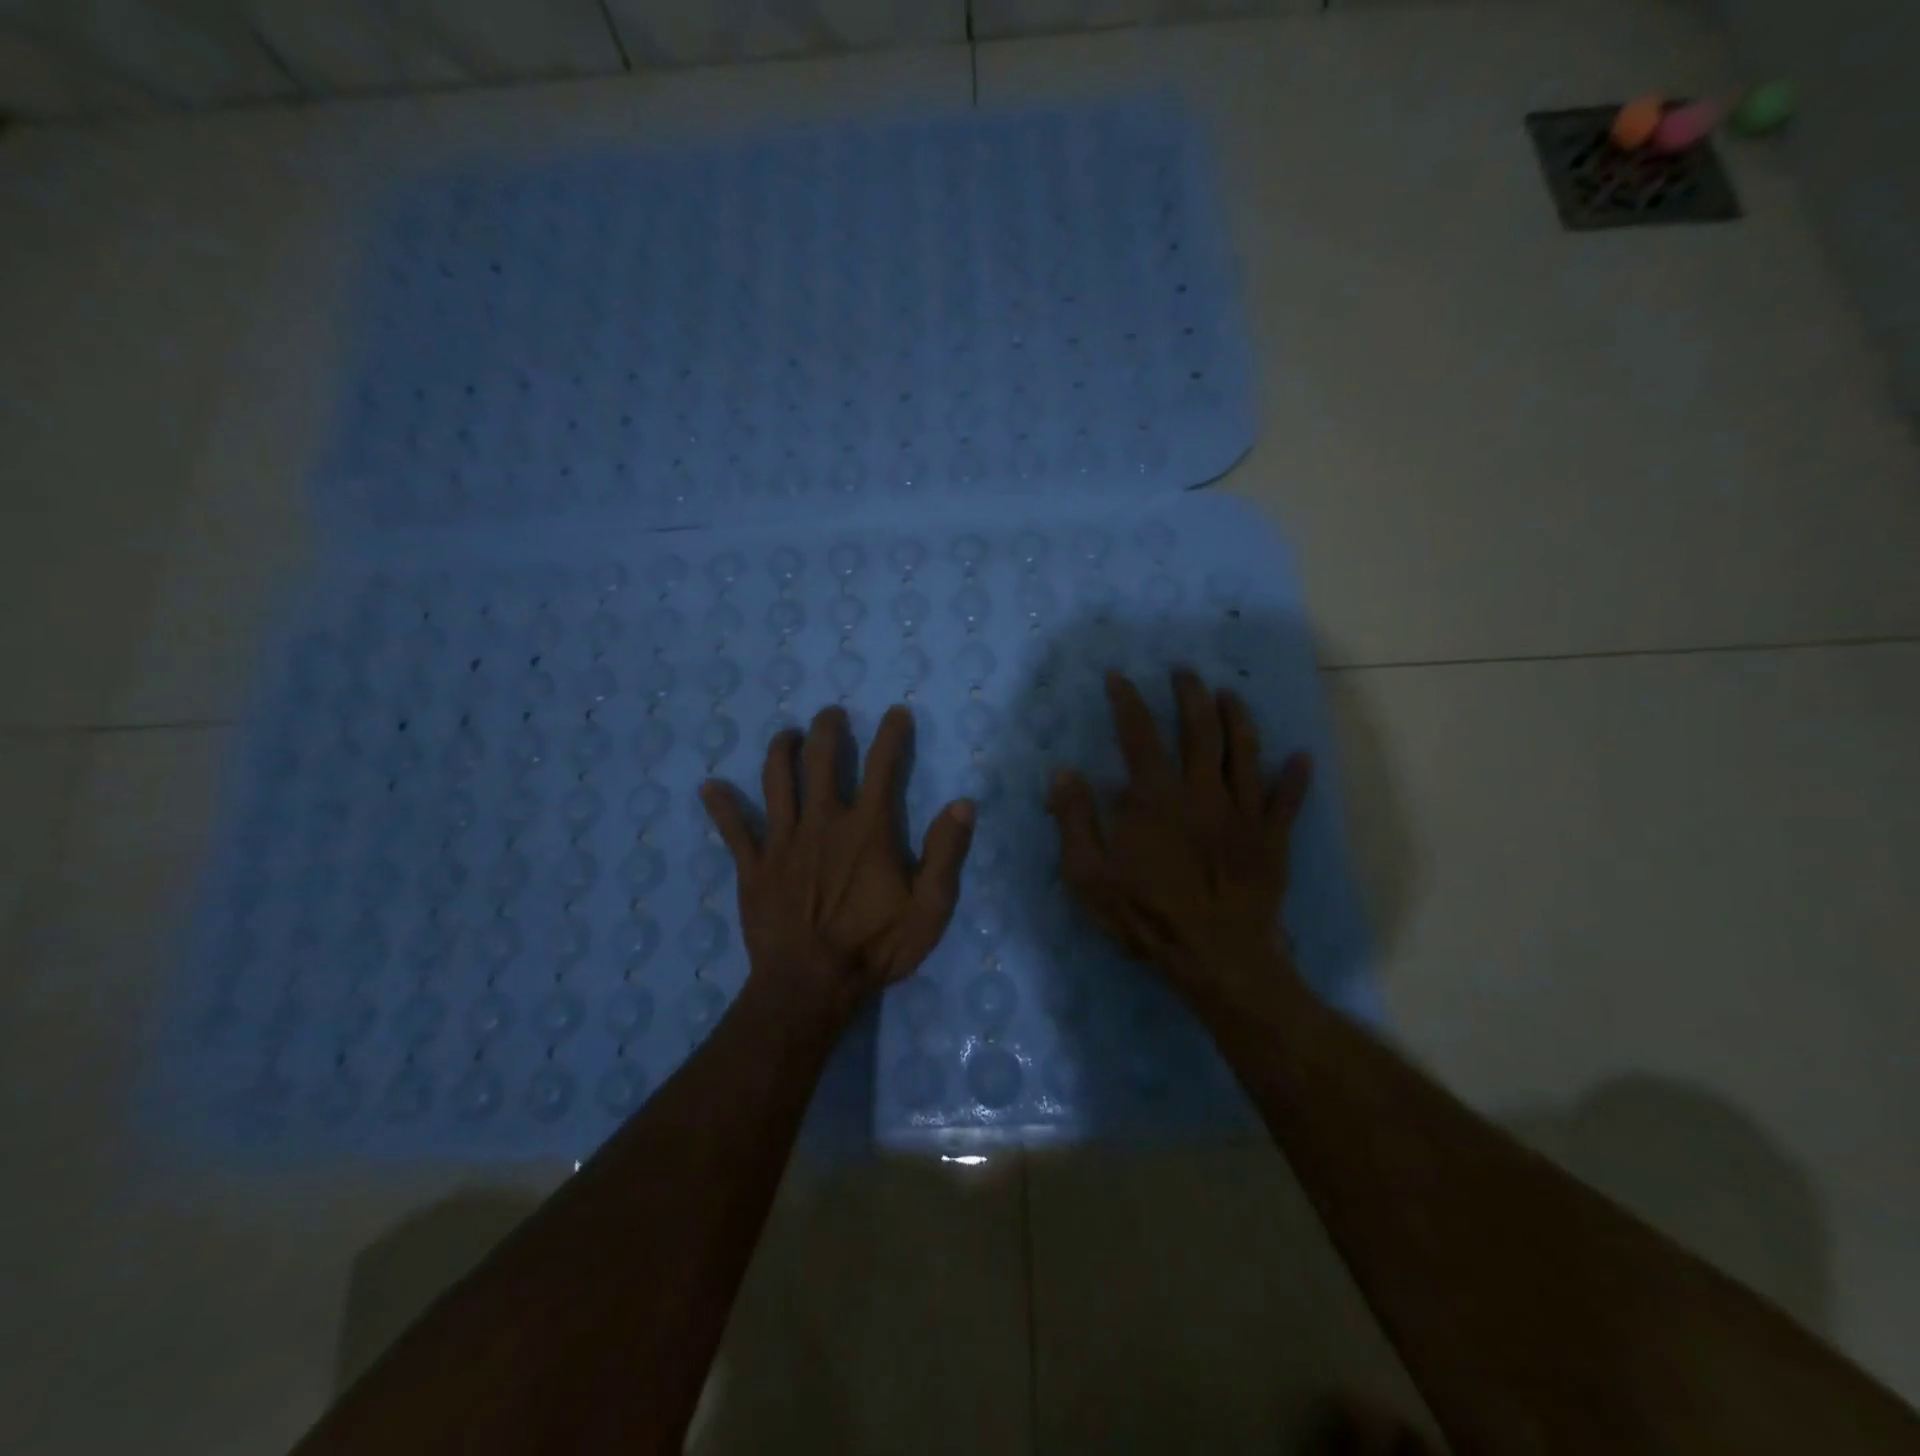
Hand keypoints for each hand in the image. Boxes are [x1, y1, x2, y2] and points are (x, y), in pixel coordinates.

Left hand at [700, 704, 974, 1016]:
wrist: (810, 985)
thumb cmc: (874, 947)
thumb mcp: (929, 908)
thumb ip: (946, 853)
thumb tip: (963, 803)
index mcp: (867, 828)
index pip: (884, 766)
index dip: (892, 735)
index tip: (897, 713)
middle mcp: (823, 821)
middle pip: (821, 759)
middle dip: (827, 729)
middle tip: (830, 714)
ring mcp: (782, 841)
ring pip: (777, 781)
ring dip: (781, 751)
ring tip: (786, 735)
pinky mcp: (753, 866)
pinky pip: (733, 829)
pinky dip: (721, 806)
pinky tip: (710, 787)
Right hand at [1047, 668, 1310, 1002]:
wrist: (1217, 957)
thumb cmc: (1147, 915)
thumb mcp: (1089, 874)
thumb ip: (1074, 819)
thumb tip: (1063, 771)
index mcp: (1156, 798)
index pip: (1139, 735)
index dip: (1127, 701)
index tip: (1119, 676)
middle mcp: (1202, 792)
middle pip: (1200, 730)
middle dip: (1190, 695)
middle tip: (1185, 672)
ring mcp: (1243, 813)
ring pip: (1245, 753)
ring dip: (1238, 718)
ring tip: (1231, 694)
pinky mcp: (1272, 839)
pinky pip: (1287, 801)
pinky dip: (1295, 778)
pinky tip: (1302, 757)